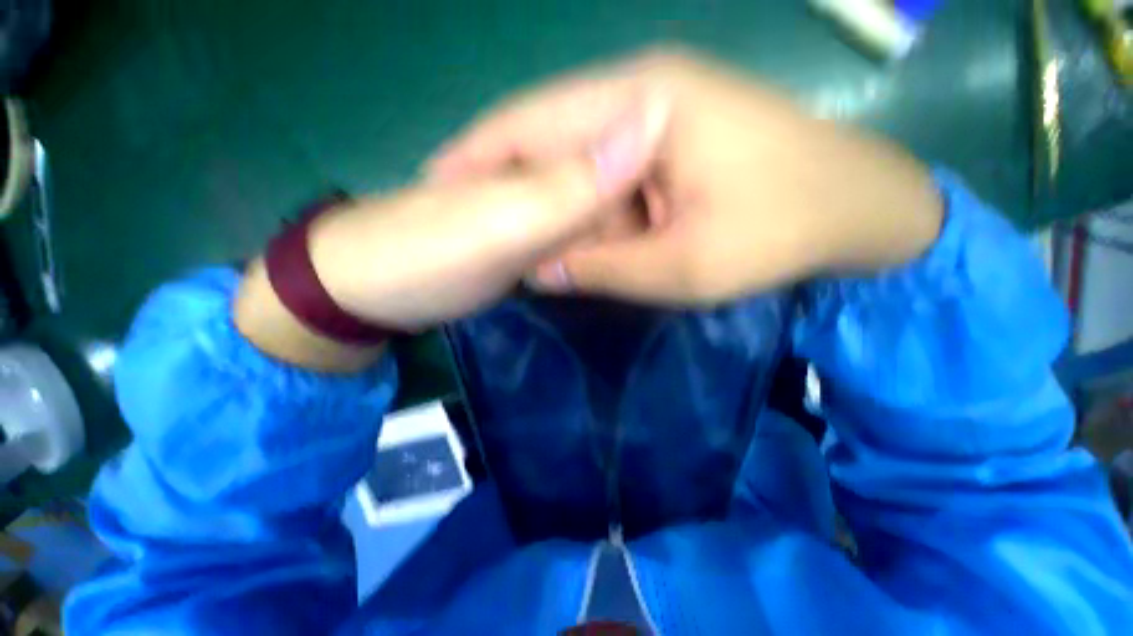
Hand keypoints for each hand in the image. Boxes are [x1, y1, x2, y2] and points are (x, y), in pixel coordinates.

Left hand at [234, 100, 667, 370]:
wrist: (374, 293)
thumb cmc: (427, 257)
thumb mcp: (505, 224)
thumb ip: (573, 184)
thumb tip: (654, 119)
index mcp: (538, 147)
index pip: (621, 128)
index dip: (666, 156)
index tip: (703, 193)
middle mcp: (544, 167)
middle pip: (617, 174)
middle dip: (650, 203)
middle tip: (685, 238)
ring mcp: (537, 205)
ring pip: (602, 209)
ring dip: (630, 232)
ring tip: (663, 256)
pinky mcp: (530, 239)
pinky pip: (581, 236)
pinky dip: (602, 249)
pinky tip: (620, 265)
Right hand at [430, 49, 943, 303]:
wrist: (856, 208)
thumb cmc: (782, 231)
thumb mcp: (684, 267)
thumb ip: (603, 268)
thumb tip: (537, 271)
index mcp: (642, 103)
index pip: (532, 124)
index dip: (477, 159)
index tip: (437, 193)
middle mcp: (640, 90)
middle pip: (545, 134)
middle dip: (503, 181)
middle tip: (465, 220)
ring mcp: (655, 109)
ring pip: (573, 156)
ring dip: (546, 200)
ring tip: (510, 235)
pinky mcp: (667, 137)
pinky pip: (602, 169)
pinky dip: (580, 203)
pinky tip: (570, 233)